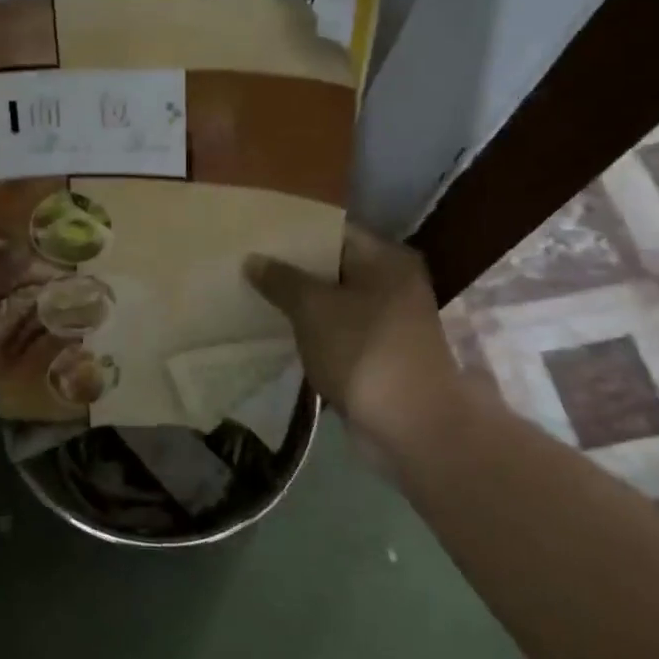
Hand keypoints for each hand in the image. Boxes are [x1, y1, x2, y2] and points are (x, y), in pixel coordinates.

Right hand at [245, 224, 466, 458]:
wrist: (412, 427)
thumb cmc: (365, 351)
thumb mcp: (314, 308)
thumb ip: (281, 279)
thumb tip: (253, 259)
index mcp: (386, 259)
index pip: (332, 231)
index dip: (293, 231)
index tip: (255, 234)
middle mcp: (392, 283)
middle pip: (332, 266)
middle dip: (291, 268)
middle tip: (245, 264)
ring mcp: (386, 321)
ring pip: (331, 301)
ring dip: (297, 302)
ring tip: (251, 294)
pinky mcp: (376, 354)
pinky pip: (335, 331)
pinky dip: (309, 330)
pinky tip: (274, 330)